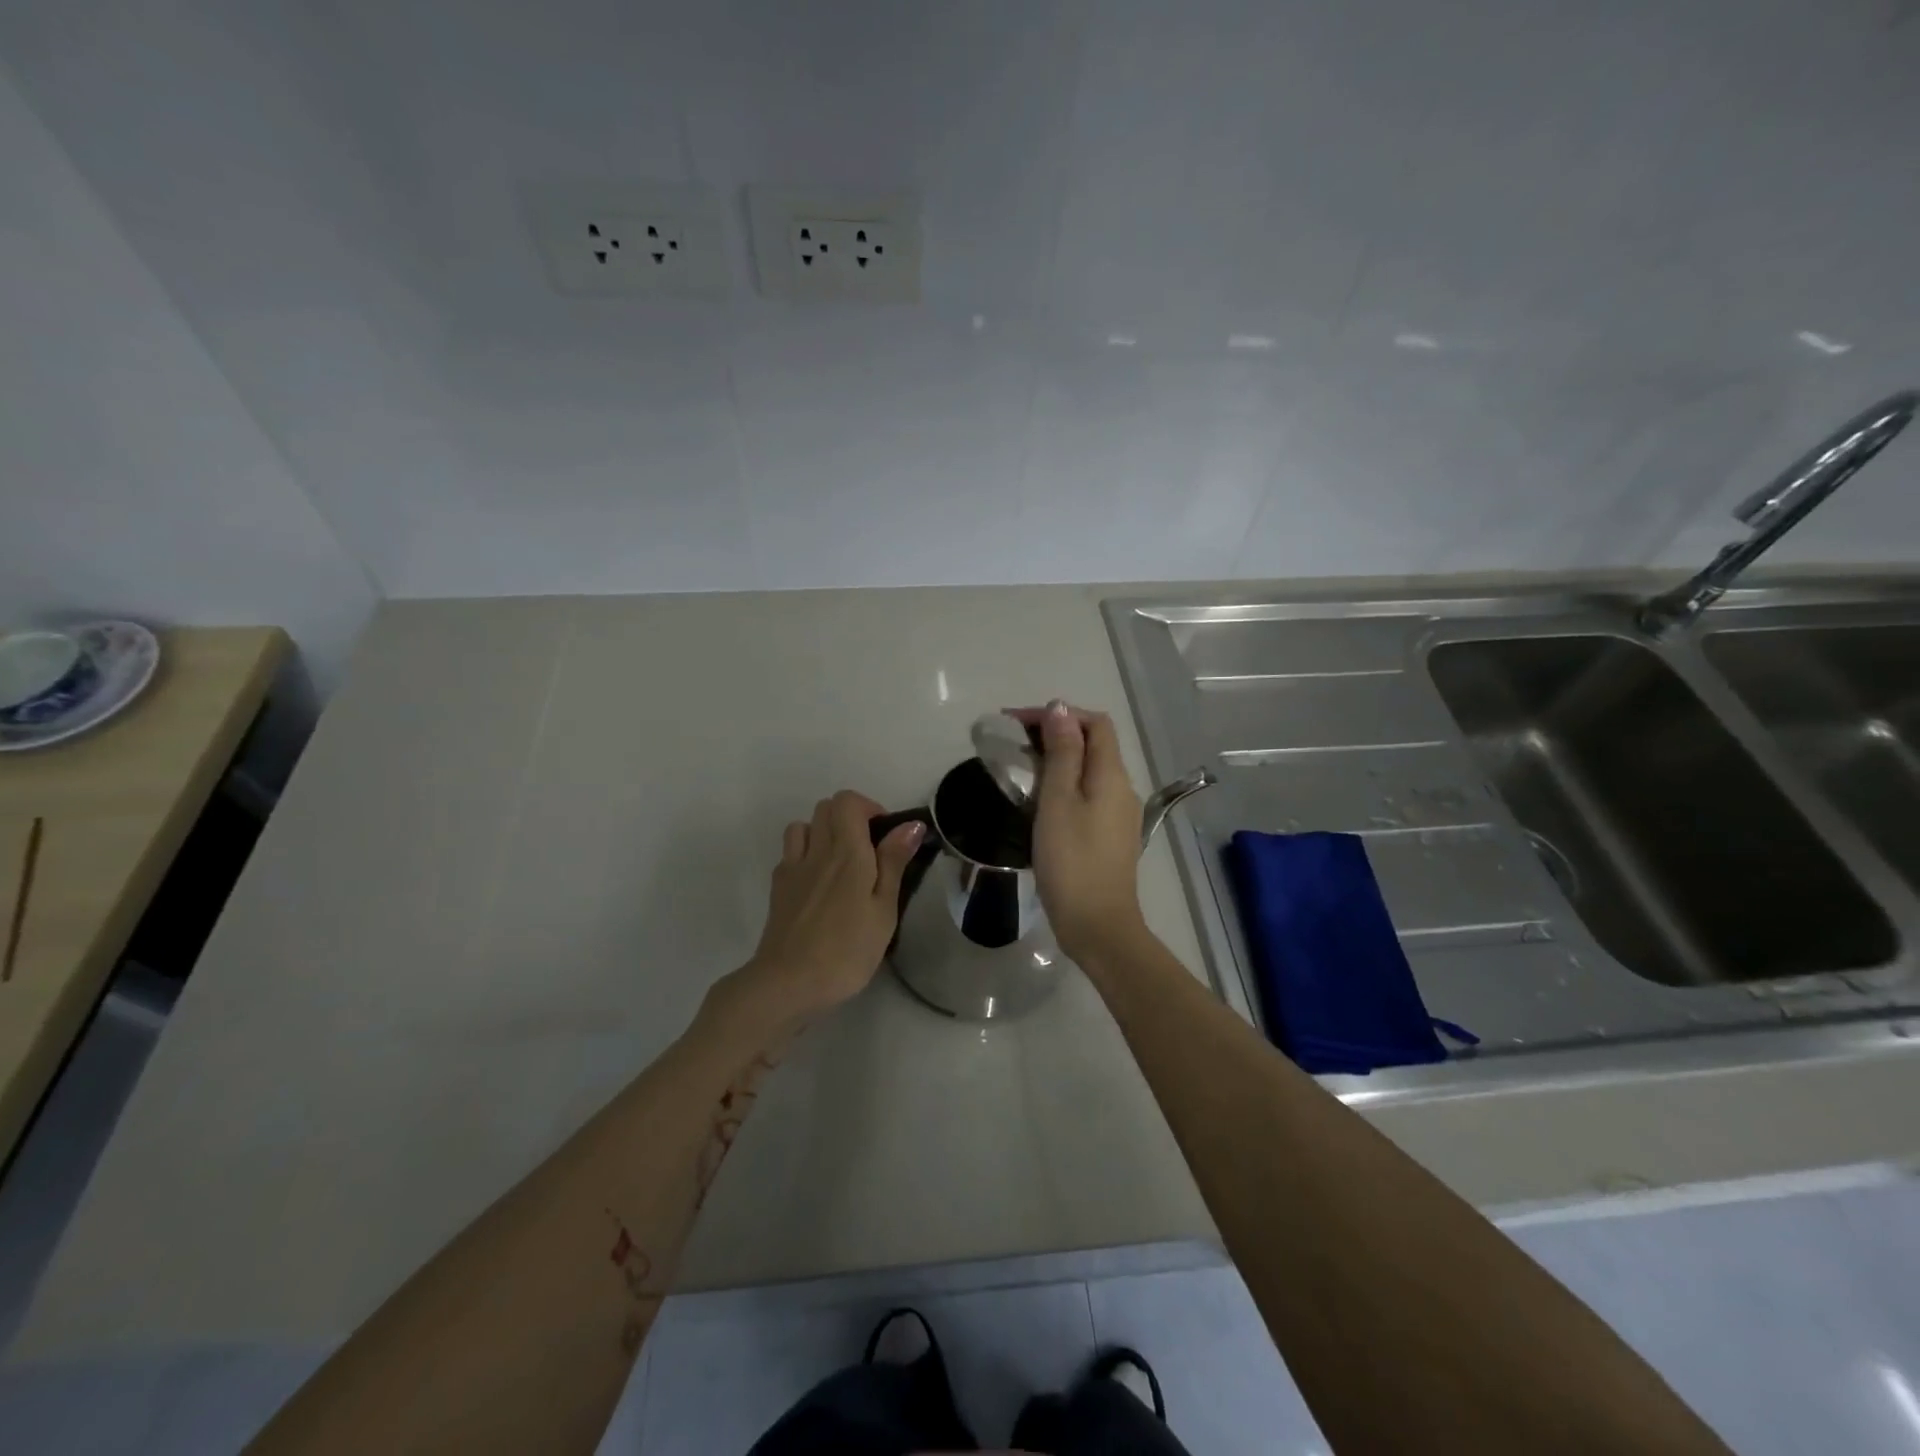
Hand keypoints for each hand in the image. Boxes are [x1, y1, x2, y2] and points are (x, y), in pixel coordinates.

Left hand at [719, 791, 923, 1035]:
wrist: (788, 982)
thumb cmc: (847, 949)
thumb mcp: (883, 909)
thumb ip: (893, 862)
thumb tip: (910, 825)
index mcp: (846, 851)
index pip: (848, 801)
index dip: (869, 808)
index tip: (886, 837)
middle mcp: (816, 850)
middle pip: (825, 807)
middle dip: (849, 817)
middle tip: (869, 850)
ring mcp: (792, 868)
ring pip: (803, 826)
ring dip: (823, 832)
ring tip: (841, 863)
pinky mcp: (777, 888)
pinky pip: (790, 853)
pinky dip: (805, 854)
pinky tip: (817, 884)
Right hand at [1012, 701, 1149, 962]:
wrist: (1097, 925)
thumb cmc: (1072, 860)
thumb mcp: (1058, 800)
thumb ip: (1061, 752)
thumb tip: (1060, 709)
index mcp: (1112, 774)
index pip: (1095, 723)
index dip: (1059, 714)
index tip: (1018, 722)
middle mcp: (1122, 788)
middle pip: (1093, 744)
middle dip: (1054, 734)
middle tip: (1012, 743)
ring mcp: (1119, 814)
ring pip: (1089, 770)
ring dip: (1056, 759)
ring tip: (1019, 768)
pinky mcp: (1110, 836)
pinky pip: (1088, 794)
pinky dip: (1063, 784)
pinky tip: (1038, 801)